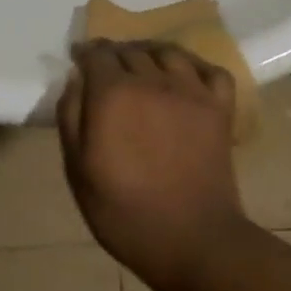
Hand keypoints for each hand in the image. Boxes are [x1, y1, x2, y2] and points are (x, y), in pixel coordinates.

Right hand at [56, 41, 248, 290]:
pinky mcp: (219, 107)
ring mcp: (191, 91)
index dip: (85, 53)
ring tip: (143, 65)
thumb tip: (76, 79)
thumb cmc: (124, 212)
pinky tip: (185, 77)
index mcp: (113, 93)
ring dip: (150, 53)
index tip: (78, 58)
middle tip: (107, 69)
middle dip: (114, 54)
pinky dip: (195, 66)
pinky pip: (210, 69)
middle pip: (130, 50)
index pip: (97, 54)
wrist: (193, 241)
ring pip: (167, 51)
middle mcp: (152, 80)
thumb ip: (71, 117)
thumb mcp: (78, 170)